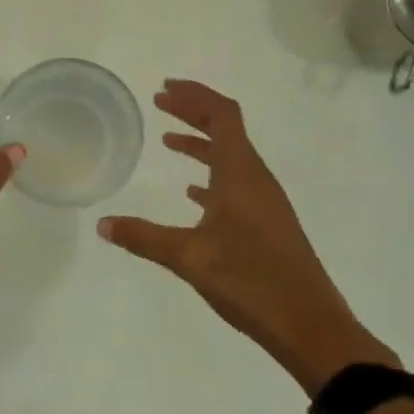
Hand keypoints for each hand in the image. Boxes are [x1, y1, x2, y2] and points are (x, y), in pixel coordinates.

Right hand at [98, 79, 397, 391]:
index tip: (165, 87)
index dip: (195, 96)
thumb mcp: (189, 257)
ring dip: (201, 144)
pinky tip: (193, 194)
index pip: (222, 116)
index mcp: (241, 174)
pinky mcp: (268, 225)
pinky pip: (236, 184)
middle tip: (161, 102)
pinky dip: (212, 176)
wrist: (310, 326)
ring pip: (231, 157)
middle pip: (227, 130)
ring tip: (168, 141)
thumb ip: (144, 237)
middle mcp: (256, 179)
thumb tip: (102, 224)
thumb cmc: (251, 281)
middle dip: (194, 112)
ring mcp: (265, 203)